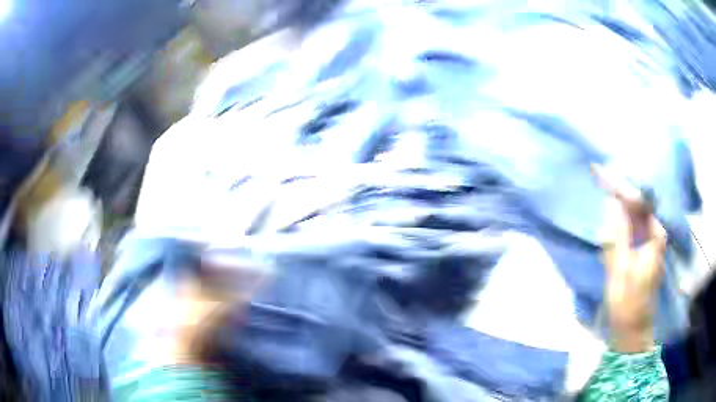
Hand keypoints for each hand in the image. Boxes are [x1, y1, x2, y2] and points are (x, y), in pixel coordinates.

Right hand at [594, 165, 667, 352]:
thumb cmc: (628, 302)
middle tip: (599, 173)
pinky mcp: (643, 249)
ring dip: (621, 200)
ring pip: (636, 212)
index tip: (601, 172)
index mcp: (655, 236)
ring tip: (603, 184)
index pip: (639, 200)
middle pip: (639, 203)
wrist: (633, 328)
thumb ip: (617, 237)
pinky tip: (613, 210)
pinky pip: (634, 225)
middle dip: (620, 188)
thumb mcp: (621, 271)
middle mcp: (656, 233)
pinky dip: (622, 215)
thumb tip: (611, 204)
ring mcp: (650, 241)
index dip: (621, 186)